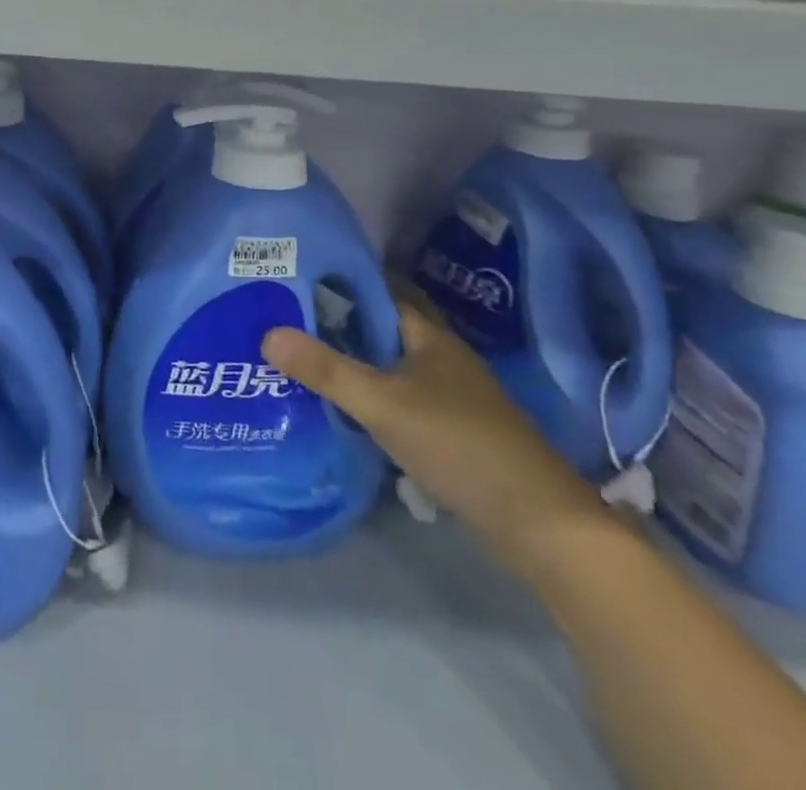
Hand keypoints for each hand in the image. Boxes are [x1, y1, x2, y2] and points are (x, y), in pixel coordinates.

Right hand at [262, 299, 614, 583]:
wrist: (538, 524)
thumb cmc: (459, 444)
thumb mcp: (383, 404)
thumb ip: (326, 370)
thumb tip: (267, 333)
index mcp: (429, 336)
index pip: (379, 292)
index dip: (340, 284)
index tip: (294, 281)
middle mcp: (439, 358)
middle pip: (381, 330)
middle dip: (337, 326)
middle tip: (284, 322)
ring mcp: (448, 397)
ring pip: (388, 367)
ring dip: (352, 364)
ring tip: (300, 362)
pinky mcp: (450, 432)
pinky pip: (397, 399)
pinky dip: (369, 398)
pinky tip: (340, 410)